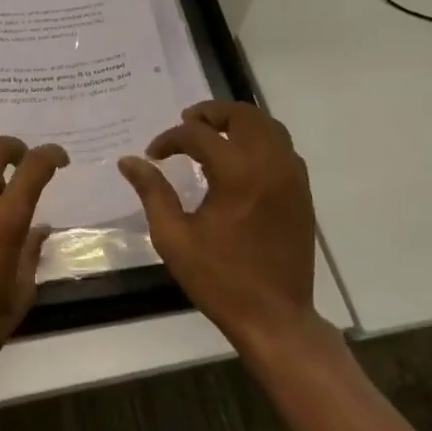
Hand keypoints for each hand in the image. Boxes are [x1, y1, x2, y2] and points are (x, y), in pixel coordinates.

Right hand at [117, 102, 330, 356]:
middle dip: (211, 113)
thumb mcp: (173, 237)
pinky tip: (238, 159)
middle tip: (185, 124)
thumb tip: (129, 161)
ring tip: (211, 135)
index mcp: (237, 174)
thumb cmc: (219, 279)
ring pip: (268, 126)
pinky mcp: (302, 191)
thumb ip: (152, 192)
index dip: (171, 139)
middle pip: (243, 115)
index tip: (154, 154)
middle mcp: (269, 164)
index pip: (198, 135)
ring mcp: (292, 176)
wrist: (274, 316)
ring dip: (238, 123)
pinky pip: (282, 148)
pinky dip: (258, 140)